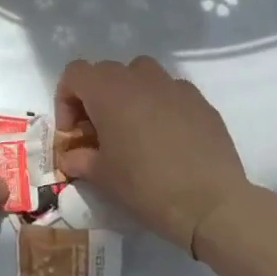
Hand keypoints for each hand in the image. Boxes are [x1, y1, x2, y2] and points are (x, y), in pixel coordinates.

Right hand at [55, 57, 250, 254]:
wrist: (211, 204)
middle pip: (106, 71)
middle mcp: (139, 78)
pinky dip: (160, 104)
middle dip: (96, 97)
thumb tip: (70, 157)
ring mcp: (174, 86)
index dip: (66, 99)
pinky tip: (168, 137)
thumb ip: (79, 159)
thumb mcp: (103, 177)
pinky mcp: (200, 100)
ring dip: (129, 93)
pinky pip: (171, 91)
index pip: (74, 73)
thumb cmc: (146, 186)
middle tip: (99, 132)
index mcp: (108, 91)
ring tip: (134, 127)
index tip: (73, 132)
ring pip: (141, 74)